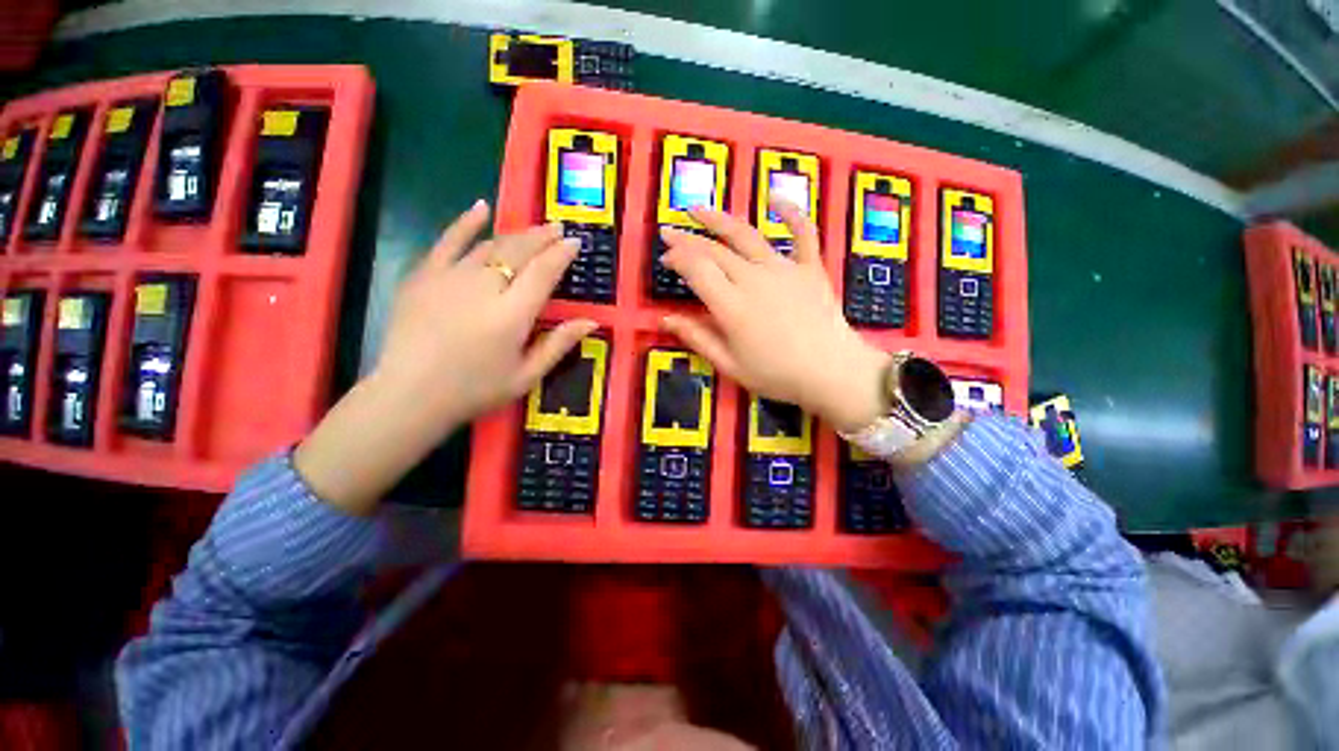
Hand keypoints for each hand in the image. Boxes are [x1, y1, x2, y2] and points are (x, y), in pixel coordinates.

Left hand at [373, 200, 595, 424]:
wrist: (409, 395)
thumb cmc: (475, 390)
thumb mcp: (527, 376)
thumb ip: (559, 344)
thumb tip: (591, 321)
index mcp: (513, 314)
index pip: (543, 272)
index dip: (561, 254)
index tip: (575, 242)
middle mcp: (485, 287)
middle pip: (519, 252)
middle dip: (543, 237)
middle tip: (558, 229)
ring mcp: (451, 277)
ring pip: (491, 245)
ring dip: (517, 234)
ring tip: (534, 229)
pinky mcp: (424, 276)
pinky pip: (448, 241)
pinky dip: (465, 223)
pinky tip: (481, 207)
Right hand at [658, 199, 890, 432]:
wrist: (832, 373)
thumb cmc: (777, 375)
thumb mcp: (730, 365)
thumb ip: (698, 338)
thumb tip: (666, 319)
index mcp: (731, 306)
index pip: (697, 269)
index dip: (677, 258)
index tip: (665, 257)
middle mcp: (753, 279)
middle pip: (714, 250)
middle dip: (687, 239)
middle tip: (669, 233)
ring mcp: (784, 269)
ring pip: (746, 236)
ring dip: (719, 220)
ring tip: (698, 210)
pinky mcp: (810, 267)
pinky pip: (803, 233)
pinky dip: (791, 212)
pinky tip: (776, 198)